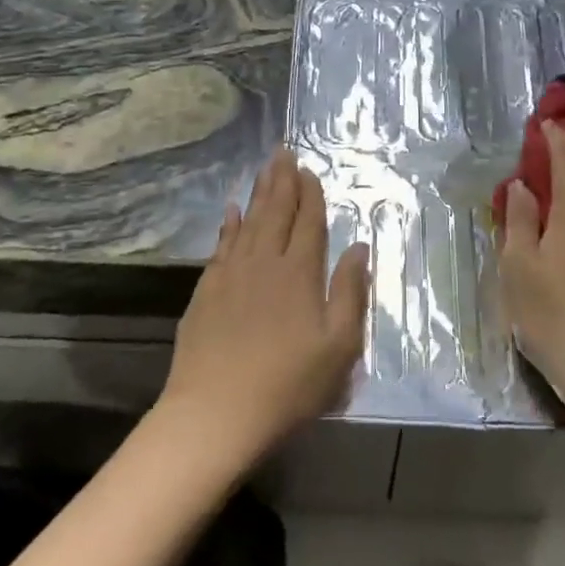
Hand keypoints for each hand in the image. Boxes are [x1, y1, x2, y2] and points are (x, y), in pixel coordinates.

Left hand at [160, 149, 370, 469]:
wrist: (215, 414)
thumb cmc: (288, 385)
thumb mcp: (339, 346)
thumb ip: (350, 292)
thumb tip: (359, 248)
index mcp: (299, 273)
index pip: (308, 223)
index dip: (311, 195)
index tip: (310, 171)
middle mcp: (264, 263)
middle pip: (275, 212)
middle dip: (282, 181)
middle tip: (283, 152)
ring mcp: (230, 275)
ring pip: (247, 222)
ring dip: (258, 194)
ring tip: (264, 169)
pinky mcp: (206, 291)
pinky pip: (220, 245)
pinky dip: (228, 225)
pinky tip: (230, 212)